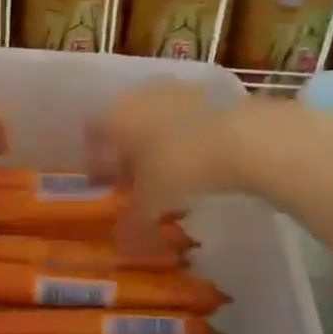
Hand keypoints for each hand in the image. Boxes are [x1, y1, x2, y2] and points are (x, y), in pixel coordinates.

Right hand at [86, 81, 250, 238]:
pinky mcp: (206, 92)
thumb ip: (132, 220)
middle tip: (132, 179)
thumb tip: (122, 243)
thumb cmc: (179, 167)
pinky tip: (195, 157)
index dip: (95, 161)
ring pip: (153, 117)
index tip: (103, 183)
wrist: (241, 138)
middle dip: (125, 151)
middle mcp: (138, 96)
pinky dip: (182, 134)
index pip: (91, 134)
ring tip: (166, 171)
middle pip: (122, 124)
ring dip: (155, 141)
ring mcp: (174, 90)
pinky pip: (182, 116)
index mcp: (114, 117)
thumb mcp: (151, 201)